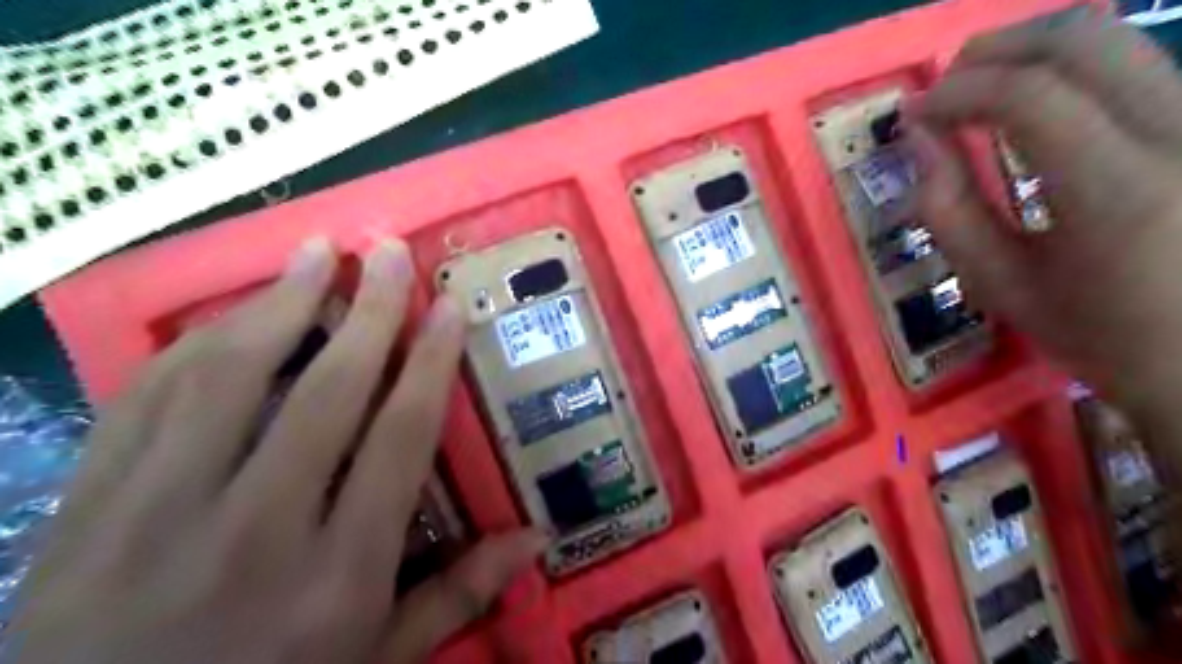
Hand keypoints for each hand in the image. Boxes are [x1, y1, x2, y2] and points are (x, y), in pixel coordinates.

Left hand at [6, 240, 540, 663]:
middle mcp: (255, 531)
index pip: (397, 440)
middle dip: (366, 312)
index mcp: (337, 574)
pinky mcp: (85, 508)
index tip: (447, 308)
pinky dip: (196, 344)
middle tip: (389, 251)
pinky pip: (145, 399)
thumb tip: (538, 537)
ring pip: (228, 378)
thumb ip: (458, 594)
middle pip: (323, 393)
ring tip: (316, 251)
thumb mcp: (377, 662)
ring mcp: (157, 515)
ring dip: (279, 303)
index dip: (428, 364)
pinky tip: (232, 311)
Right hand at [908, 6, 1181, 420]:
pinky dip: (1068, 70)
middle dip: (993, 50)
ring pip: (1116, 38)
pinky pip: (1134, 64)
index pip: (1029, 97)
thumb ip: (949, 210)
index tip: (914, 114)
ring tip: (979, 91)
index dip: (957, 93)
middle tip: (944, 87)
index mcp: (1119, 192)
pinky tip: (1034, 103)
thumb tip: (917, 139)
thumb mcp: (1000, 285)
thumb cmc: (1097, 335)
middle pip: (1083, 38)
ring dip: (1030, 53)